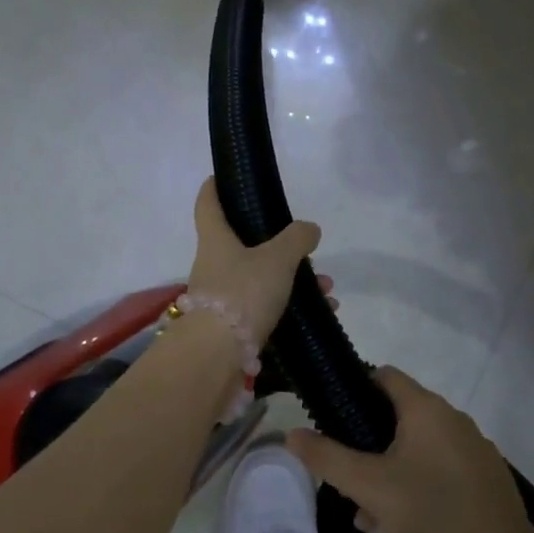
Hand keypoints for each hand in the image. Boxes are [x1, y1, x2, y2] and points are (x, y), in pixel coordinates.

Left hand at [186, 177, 322, 347]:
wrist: (215, 355)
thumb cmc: (242, 293)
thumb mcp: (277, 259)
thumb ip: (296, 239)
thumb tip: (309, 229)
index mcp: (216, 239)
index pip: (208, 203)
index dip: (214, 187)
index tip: (222, 177)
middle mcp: (213, 264)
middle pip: (241, 243)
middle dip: (276, 244)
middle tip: (304, 246)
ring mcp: (220, 296)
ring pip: (258, 277)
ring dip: (292, 279)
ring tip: (325, 286)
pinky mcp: (230, 325)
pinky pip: (265, 306)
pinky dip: (291, 305)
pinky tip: (322, 312)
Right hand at [286, 367, 533, 532]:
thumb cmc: (431, 512)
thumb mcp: (370, 486)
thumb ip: (328, 458)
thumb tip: (292, 434)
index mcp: (425, 408)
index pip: (384, 376)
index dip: (355, 389)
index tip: (334, 418)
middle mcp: (451, 417)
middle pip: (398, 414)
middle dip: (368, 441)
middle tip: (347, 474)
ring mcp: (472, 446)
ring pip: (418, 445)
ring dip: (389, 468)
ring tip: (368, 509)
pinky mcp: (484, 475)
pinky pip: (440, 466)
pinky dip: (417, 481)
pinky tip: (402, 519)